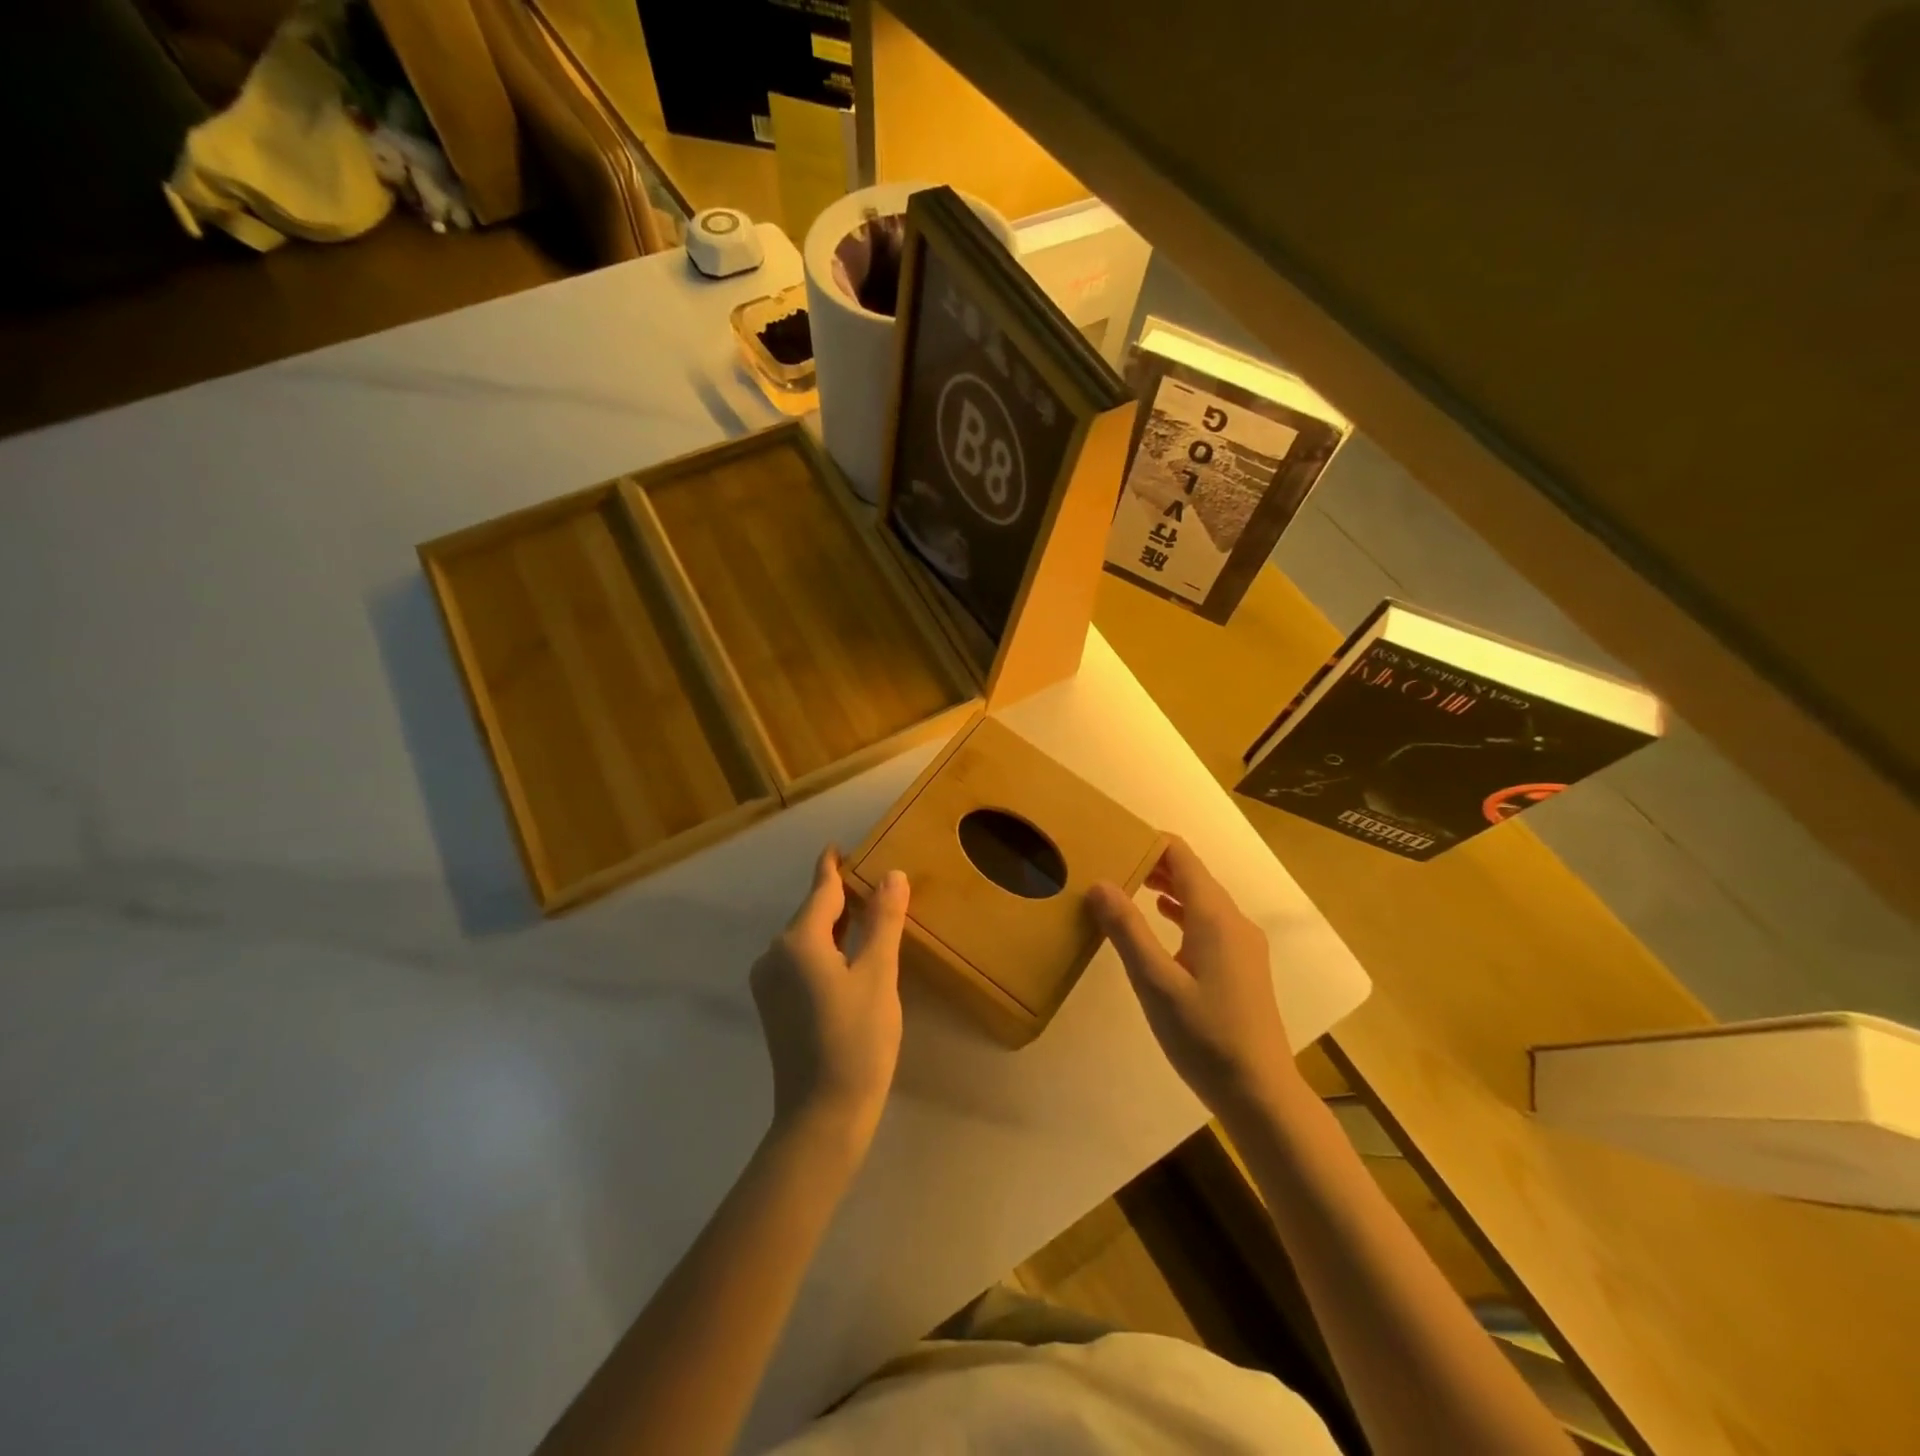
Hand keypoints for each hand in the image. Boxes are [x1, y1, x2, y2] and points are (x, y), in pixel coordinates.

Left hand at [750, 847, 908, 1144]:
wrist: (821, 1116)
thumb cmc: (856, 1040)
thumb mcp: (877, 975)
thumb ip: (883, 921)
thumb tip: (892, 875)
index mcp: (797, 941)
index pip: (821, 890)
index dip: (832, 867)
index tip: (838, 845)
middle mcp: (774, 955)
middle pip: (812, 913)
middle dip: (840, 896)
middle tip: (872, 881)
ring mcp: (769, 983)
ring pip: (806, 939)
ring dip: (834, 925)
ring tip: (866, 913)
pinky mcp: (774, 1006)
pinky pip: (800, 961)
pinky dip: (824, 949)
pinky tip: (848, 955)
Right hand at [1088, 837, 1301, 1116]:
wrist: (1260, 1093)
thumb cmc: (1205, 1036)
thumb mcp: (1155, 983)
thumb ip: (1127, 930)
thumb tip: (1100, 883)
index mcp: (1215, 917)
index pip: (1182, 857)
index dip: (1149, 841)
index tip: (1113, 839)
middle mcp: (1233, 921)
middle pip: (1192, 874)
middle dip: (1153, 863)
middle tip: (1109, 861)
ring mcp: (1242, 944)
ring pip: (1201, 899)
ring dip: (1166, 886)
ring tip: (1126, 885)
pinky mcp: (1242, 966)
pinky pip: (1208, 922)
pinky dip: (1181, 912)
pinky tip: (1160, 922)